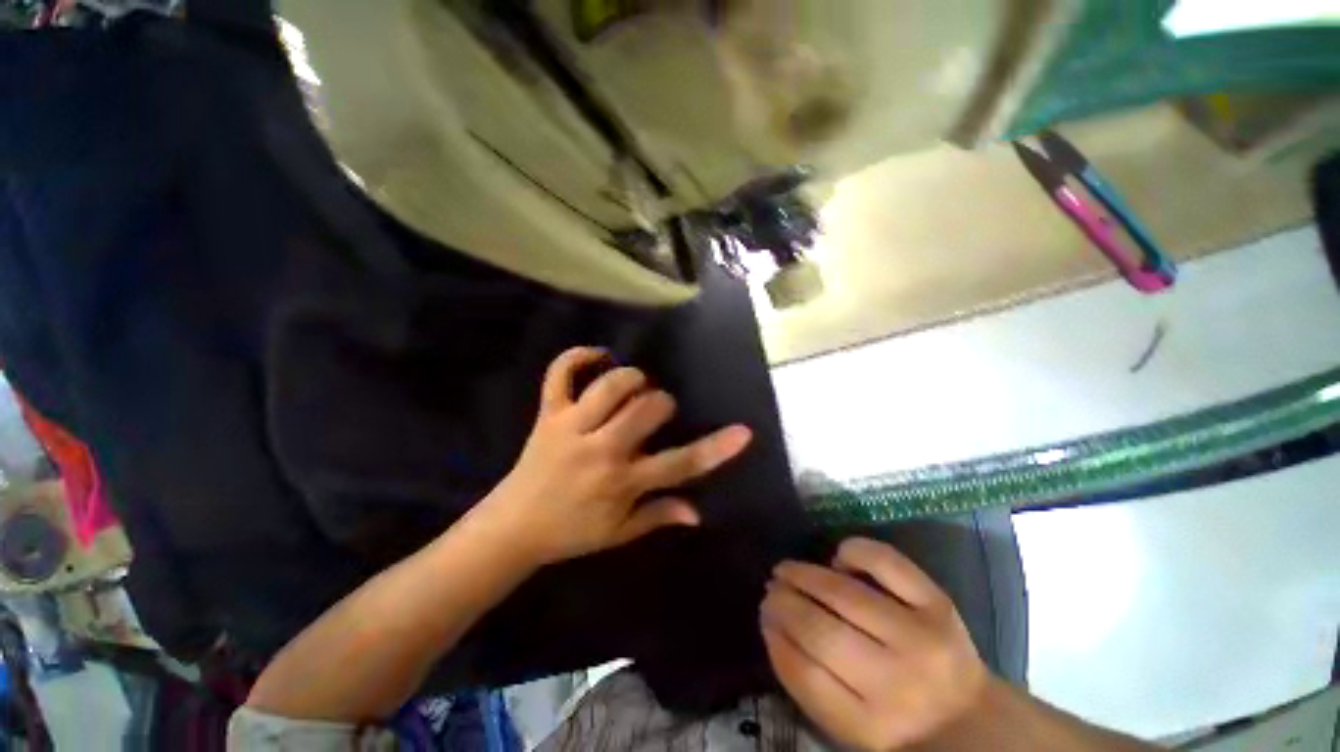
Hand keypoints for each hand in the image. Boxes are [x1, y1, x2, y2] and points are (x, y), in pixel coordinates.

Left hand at [477, 347, 752, 565]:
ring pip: (611, 385)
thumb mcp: (619, 533)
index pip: (679, 463)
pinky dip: (578, 356)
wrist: (512, 527)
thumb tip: (698, 512)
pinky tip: (598, 355)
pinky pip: (560, 374)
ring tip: (635, 386)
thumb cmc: (570, 532)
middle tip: (657, 412)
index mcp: (622, 483)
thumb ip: (659, 516)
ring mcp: (571, 427)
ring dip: (632, 379)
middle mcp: (601, 450)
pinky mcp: (548, 414)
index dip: (716, 448)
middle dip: (662, 404)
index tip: (744, 432)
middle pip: (647, 409)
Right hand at [762, 538, 988, 750]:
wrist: (967, 715)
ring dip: (803, 575)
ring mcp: (920, 636)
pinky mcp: (937, 603)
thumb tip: (772, 626)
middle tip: (770, 590)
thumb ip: (807, 683)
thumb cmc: (895, 719)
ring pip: (844, 594)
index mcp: (871, 726)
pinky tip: (838, 560)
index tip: (763, 618)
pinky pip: (885, 563)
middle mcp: (898, 682)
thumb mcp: (848, 724)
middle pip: (821, 632)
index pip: (805, 675)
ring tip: (786, 570)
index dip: (775, 638)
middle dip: (783, 603)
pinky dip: (853, 551)